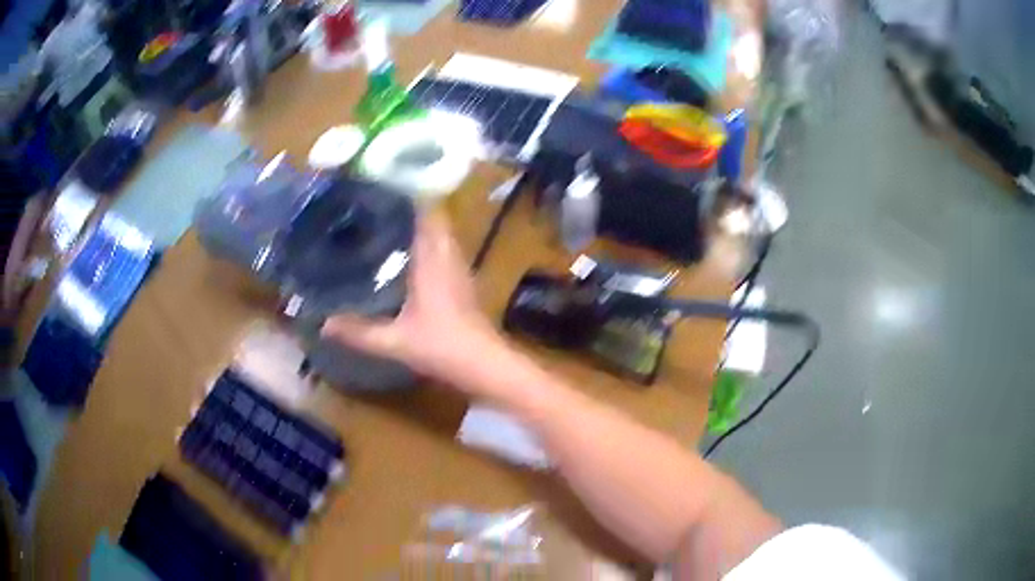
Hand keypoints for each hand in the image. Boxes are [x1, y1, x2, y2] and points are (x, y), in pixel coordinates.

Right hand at [321, 213, 501, 386]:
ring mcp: (460, 269)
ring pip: (443, 235)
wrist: (483, 364)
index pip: (428, 215)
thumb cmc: (441, 346)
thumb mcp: (395, 341)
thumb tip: (323, 324)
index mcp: (432, 261)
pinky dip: (431, 245)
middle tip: (382, 205)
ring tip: (392, 223)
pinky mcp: (465, 283)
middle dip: (413, 209)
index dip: (412, 198)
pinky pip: (447, 251)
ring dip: (423, 226)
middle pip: (436, 221)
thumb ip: (359, 332)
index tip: (387, 188)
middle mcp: (449, 257)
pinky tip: (412, 256)